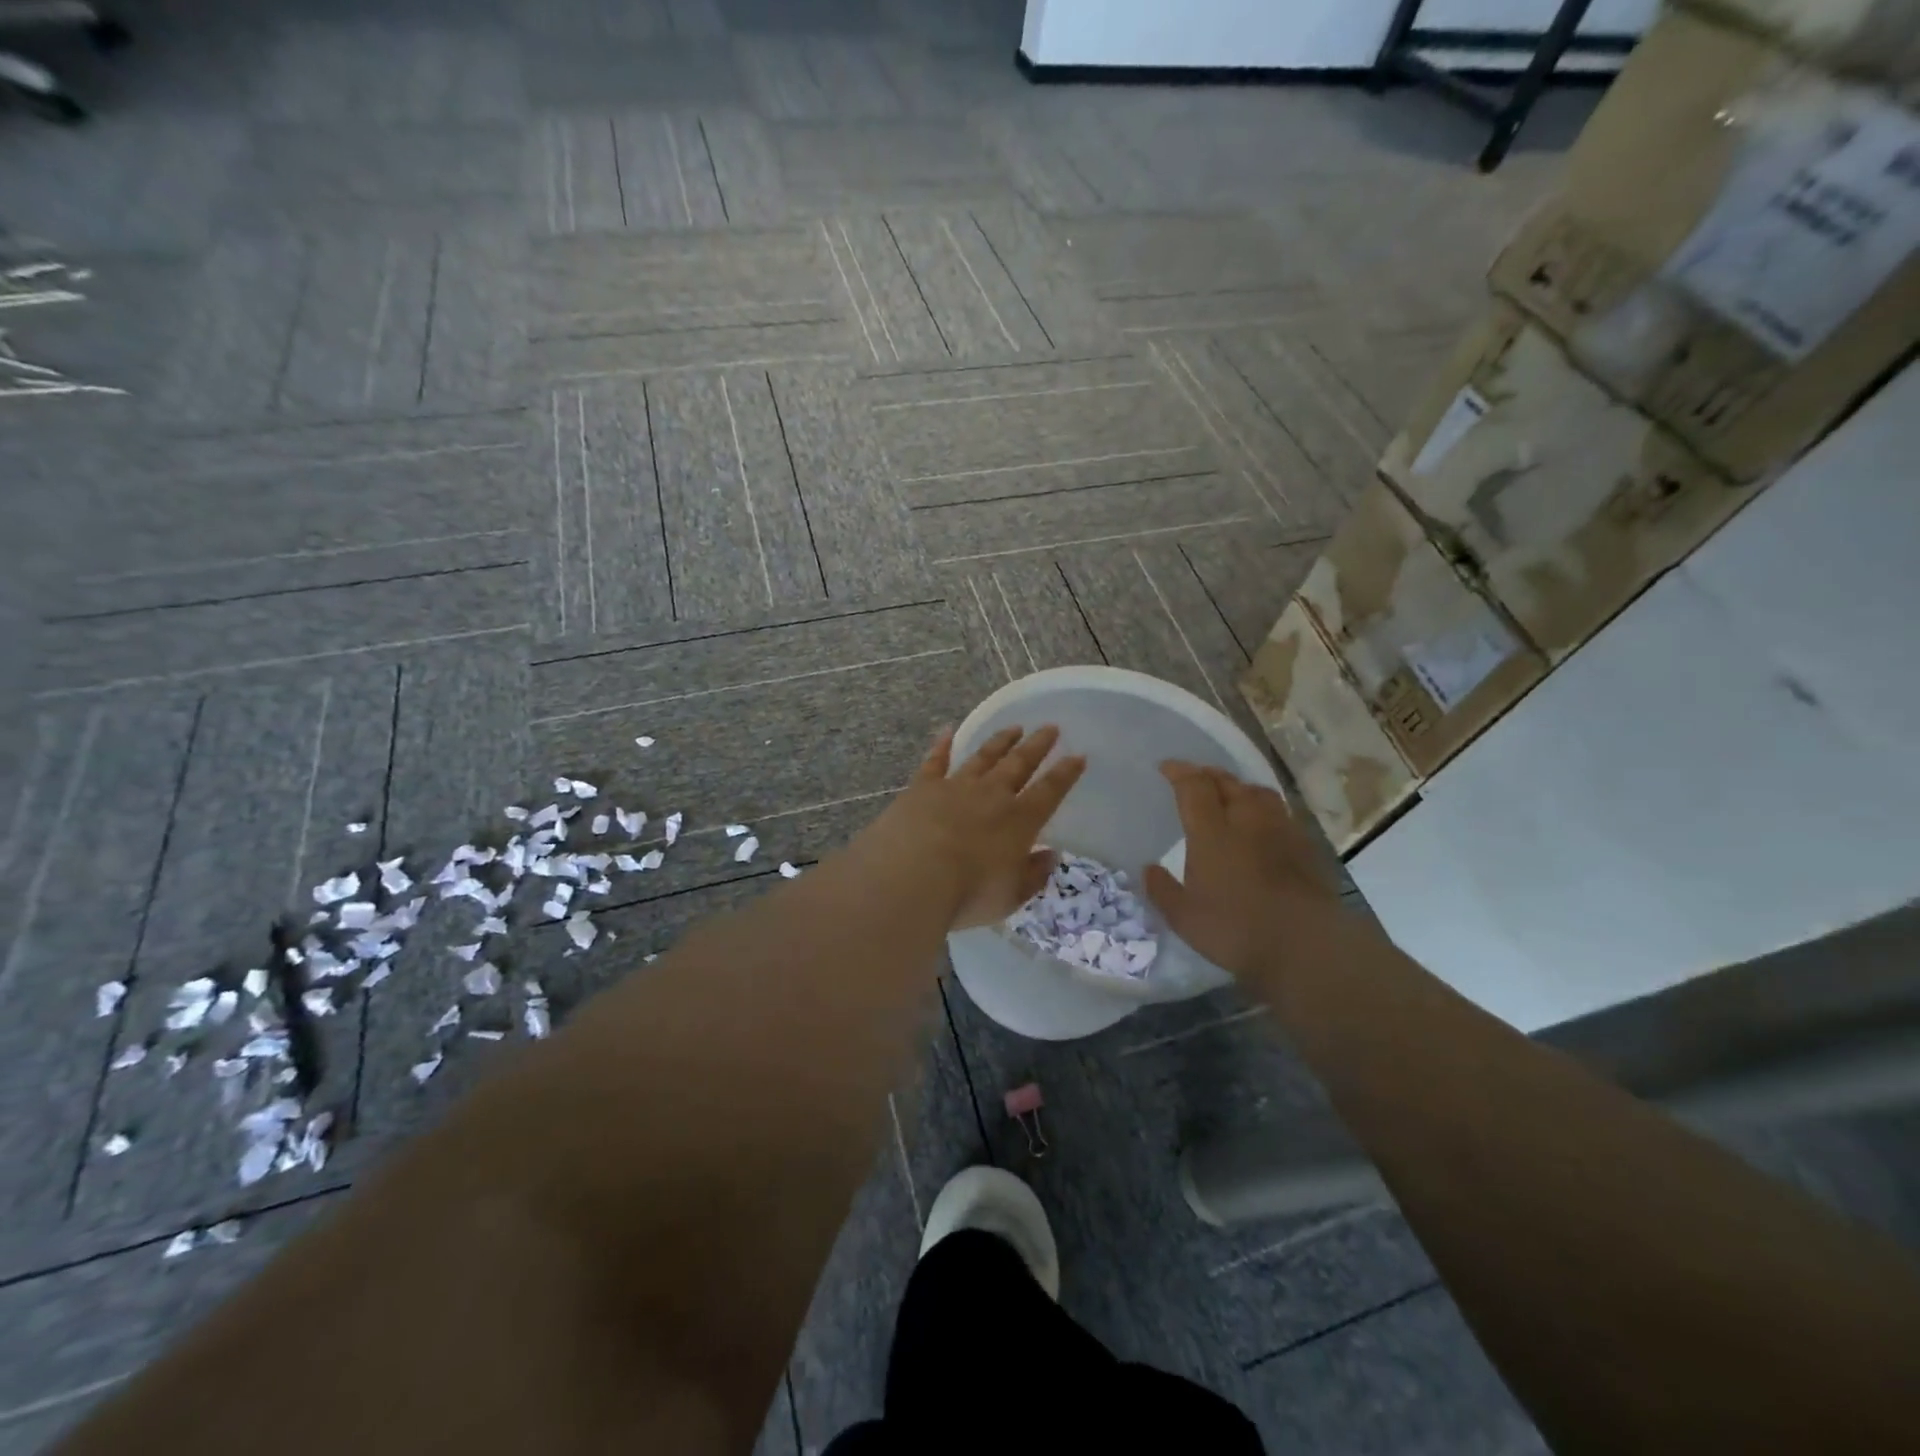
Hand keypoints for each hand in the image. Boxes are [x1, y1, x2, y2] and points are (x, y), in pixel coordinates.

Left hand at [858, 726, 1084, 930]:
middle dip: (1037, 745)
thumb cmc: (967, 894)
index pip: (1050, 791)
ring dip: (1000, 741)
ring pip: (984, 757)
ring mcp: (956, 786)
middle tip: (1050, 728)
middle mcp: (992, 796)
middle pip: (1019, 764)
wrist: (911, 877)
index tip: (1078, 756)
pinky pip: (936, 760)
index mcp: (1020, 821)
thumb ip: (1033, 875)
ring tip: (1013, 727)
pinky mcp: (923, 787)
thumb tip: (1051, 855)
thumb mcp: (1010, 896)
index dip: (1066, 773)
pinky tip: (947, 730)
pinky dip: (942, 744)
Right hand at [1143, 761, 1346, 980]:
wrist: (1306, 945)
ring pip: (1259, 793)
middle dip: (1208, 775)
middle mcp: (1247, 820)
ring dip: (1240, 787)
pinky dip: (1265, 810)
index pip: (1193, 786)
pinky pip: (1281, 813)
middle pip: (1228, 783)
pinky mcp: (1306, 847)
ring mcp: (1281, 831)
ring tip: (1231, 794)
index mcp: (1212, 832)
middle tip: (1196, 777)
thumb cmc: (1235, 929)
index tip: (1166, 767)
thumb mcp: (1184, 917)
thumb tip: (1148, 869)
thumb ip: (1162, 890)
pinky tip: (1263, 825)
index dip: (1179, 772)